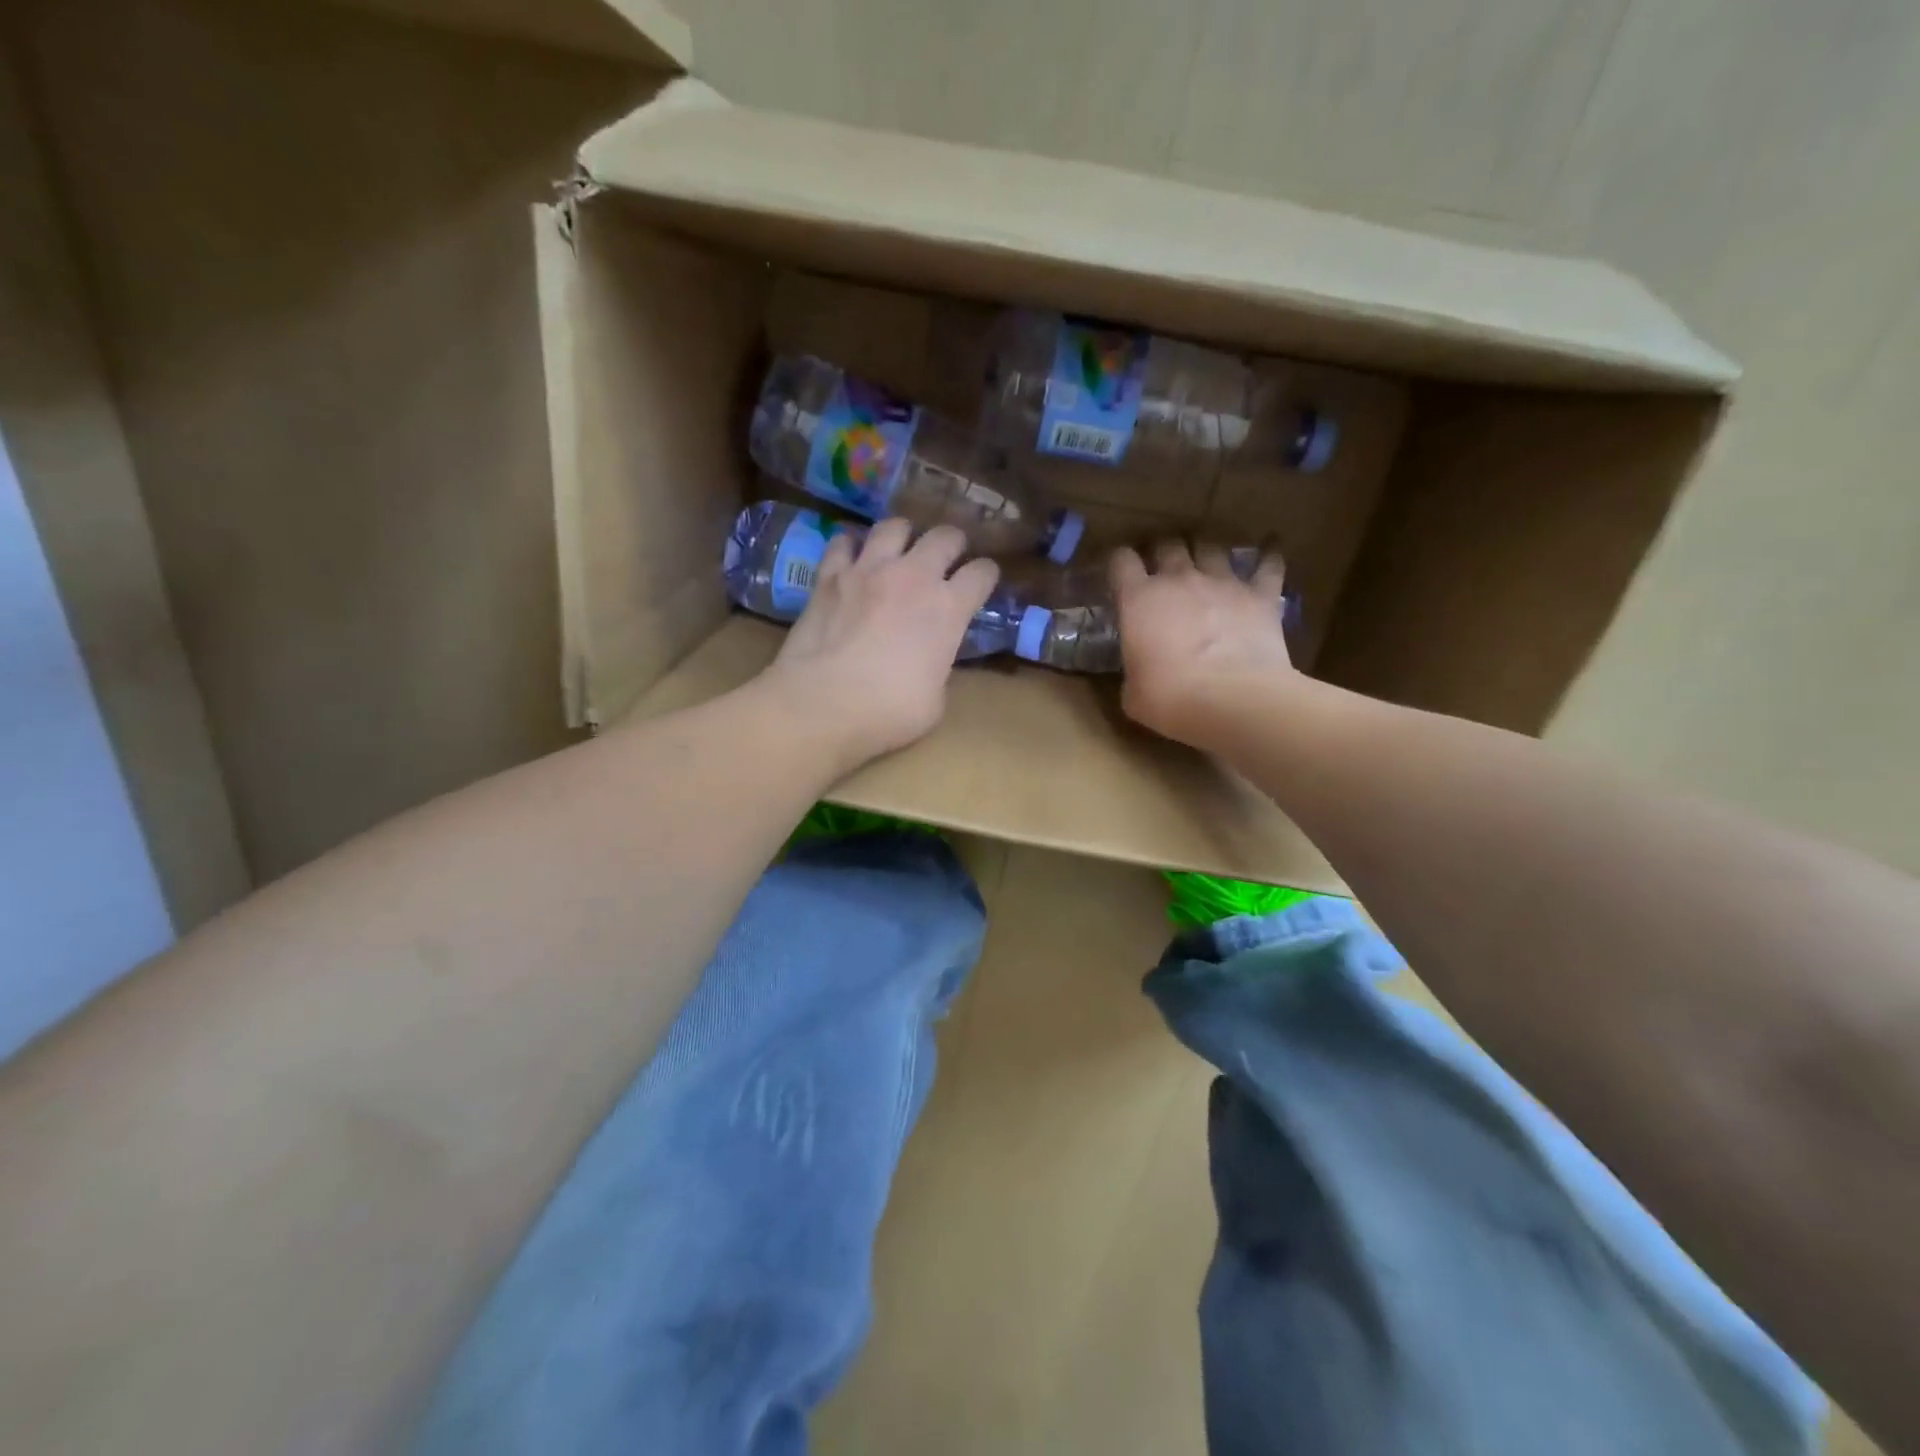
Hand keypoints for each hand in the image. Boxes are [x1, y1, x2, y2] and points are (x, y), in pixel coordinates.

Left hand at [758, 519, 999, 776]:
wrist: (822, 705)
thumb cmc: (887, 712)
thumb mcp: (934, 700)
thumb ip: (939, 668)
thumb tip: (930, 662)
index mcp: (948, 609)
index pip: (982, 573)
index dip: (987, 575)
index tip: (983, 582)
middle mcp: (914, 577)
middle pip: (945, 536)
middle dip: (952, 543)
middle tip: (948, 557)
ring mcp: (868, 570)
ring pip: (894, 527)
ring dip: (903, 535)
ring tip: (900, 549)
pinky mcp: (829, 576)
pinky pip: (843, 543)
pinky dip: (850, 547)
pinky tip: (851, 558)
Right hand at [1110, 539, 1297, 747]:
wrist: (1234, 700)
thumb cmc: (1171, 699)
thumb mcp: (1133, 693)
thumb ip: (1134, 671)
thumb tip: (1141, 674)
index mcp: (1139, 600)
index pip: (1121, 561)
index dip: (1119, 562)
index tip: (1120, 572)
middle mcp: (1179, 579)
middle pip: (1167, 544)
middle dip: (1162, 551)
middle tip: (1163, 567)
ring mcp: (1223, 582)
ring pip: (1211, 547)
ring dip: (1206, 551)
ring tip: (1207, 562)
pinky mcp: (1261, 595)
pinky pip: (1268, 565)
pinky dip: (1268, 558)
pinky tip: (1271, 554)